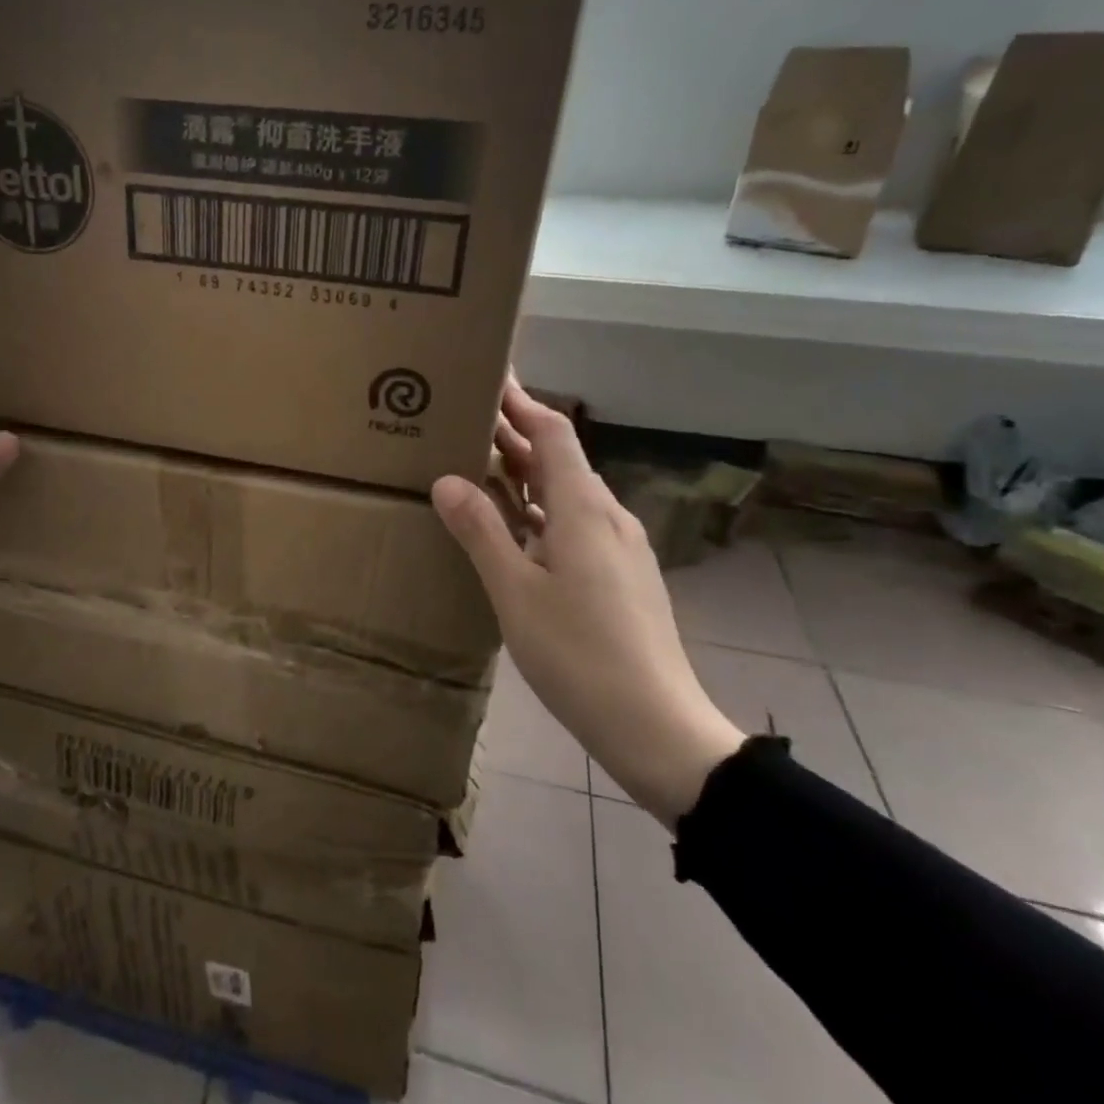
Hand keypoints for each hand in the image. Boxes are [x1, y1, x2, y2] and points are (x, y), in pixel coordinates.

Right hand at [433, 377, 742, 828]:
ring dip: (527, 474)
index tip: (490, 378)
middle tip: (468, 419)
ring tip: (482, 467)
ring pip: (568, 493)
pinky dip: (541, 510)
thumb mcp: (515, 592)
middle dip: (517, 434)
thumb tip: (448, 479)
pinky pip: (575, 523)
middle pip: (561, 459)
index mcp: (584, 510)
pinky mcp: (621, 576)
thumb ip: (481, 531)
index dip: (522, 401)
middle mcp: (608, 517)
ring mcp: (621, 548)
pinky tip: (515, 530)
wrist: (656, 725)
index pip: (554, 433)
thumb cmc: (579, 654)